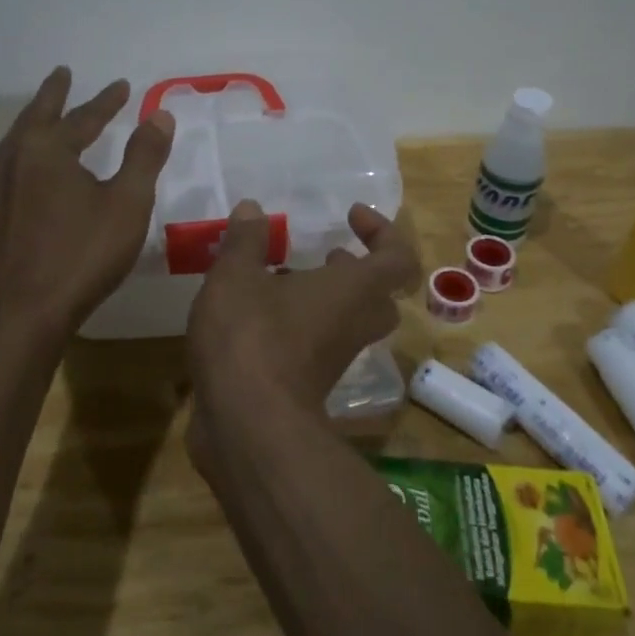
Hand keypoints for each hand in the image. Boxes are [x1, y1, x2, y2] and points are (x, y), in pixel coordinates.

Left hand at [0, 67, 173, 337]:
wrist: (26, 311)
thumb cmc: (83, 253)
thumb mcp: (127, 202)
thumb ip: (144, 156)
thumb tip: (160, 115)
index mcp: (47, 149)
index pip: (83, 117)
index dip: (106, 101)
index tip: (122, 86)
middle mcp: (16, 159)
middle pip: (38, 117)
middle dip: (54, 95)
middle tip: (63, 75)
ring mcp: (0, 187)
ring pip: (19, 139)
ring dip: (37, 119)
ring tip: (46, 112)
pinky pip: (12, 162)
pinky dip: (27, 147)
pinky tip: (32, 163)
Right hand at [185, 198, 420, 421]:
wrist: (246, 426)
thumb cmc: (251, 337)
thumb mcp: (237, 275)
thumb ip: (246, 240)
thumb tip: (253, 209)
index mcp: (353, 291)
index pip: (397, 259)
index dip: (382, 232)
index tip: (350, 216)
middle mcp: (353, 324)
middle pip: (378, 295)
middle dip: (355, 271)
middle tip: (326, 256)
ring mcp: (333, 359)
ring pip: (346, 322)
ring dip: (322, 297)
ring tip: (278, 277)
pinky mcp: (308, 385)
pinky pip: (316, 345)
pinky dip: (297, 325)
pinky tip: (254, 314)